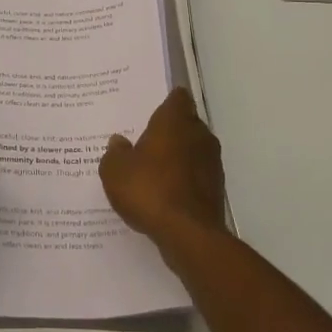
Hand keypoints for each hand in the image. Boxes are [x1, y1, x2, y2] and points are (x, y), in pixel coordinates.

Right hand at [100, 87, 228, 249]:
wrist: (188, 234)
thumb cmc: (149, 190)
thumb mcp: (115, 170)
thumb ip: (115, 152)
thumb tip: (119, 142)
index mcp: (174, 121)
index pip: (177, 98)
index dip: (167, 101)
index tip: (152, 108)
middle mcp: (198, 135)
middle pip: (186, 123)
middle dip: (169, 130)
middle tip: (145, 140)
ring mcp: (211, 163)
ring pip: (193, 150)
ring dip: (177, 156)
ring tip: (153, 169)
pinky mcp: (216, 189)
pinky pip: (196, 175)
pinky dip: (183, 179)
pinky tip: (164, 193)